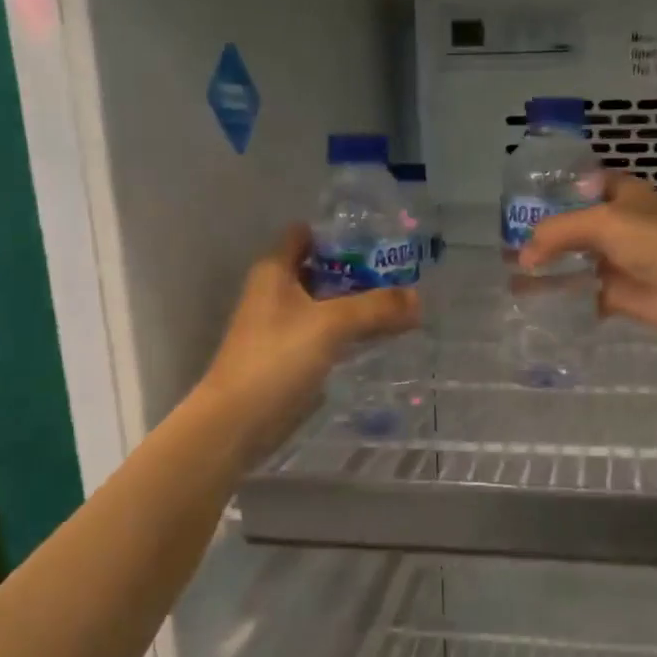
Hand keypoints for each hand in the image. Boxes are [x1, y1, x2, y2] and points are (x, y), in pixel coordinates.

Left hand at [198, 226, 419, 460]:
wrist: (238, 421)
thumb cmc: (277, 358)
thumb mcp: (331, 324)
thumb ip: (376, 307)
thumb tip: (418, 298)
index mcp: (275, 271)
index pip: (306, 235)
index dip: (340, 235)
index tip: (380, 240)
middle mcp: (277, 293)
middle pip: (323, 271)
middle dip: (360, 271)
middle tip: (403, 274)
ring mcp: (284, 327)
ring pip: (328, 305)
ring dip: (359, 304)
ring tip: (402, 304)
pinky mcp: (292, 357)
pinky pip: (328, 334)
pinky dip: (352, 332)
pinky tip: (382, 337)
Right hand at [518, 174, 656, 345]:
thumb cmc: (654, 241)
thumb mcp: (602, 222)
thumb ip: (557, 232)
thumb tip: (523, 255)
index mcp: (626, 195)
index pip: (591, 183)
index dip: (563, 187)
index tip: (529, 197)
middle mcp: (622, 224)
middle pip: (577, 225)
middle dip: (547, 233)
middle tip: (509, 240)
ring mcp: (619, 260)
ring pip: (576, 260)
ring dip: (549, 267)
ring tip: (512, 272)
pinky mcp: (617, 293)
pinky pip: (581, 292)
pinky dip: (560, 296)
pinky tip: (532, 299)